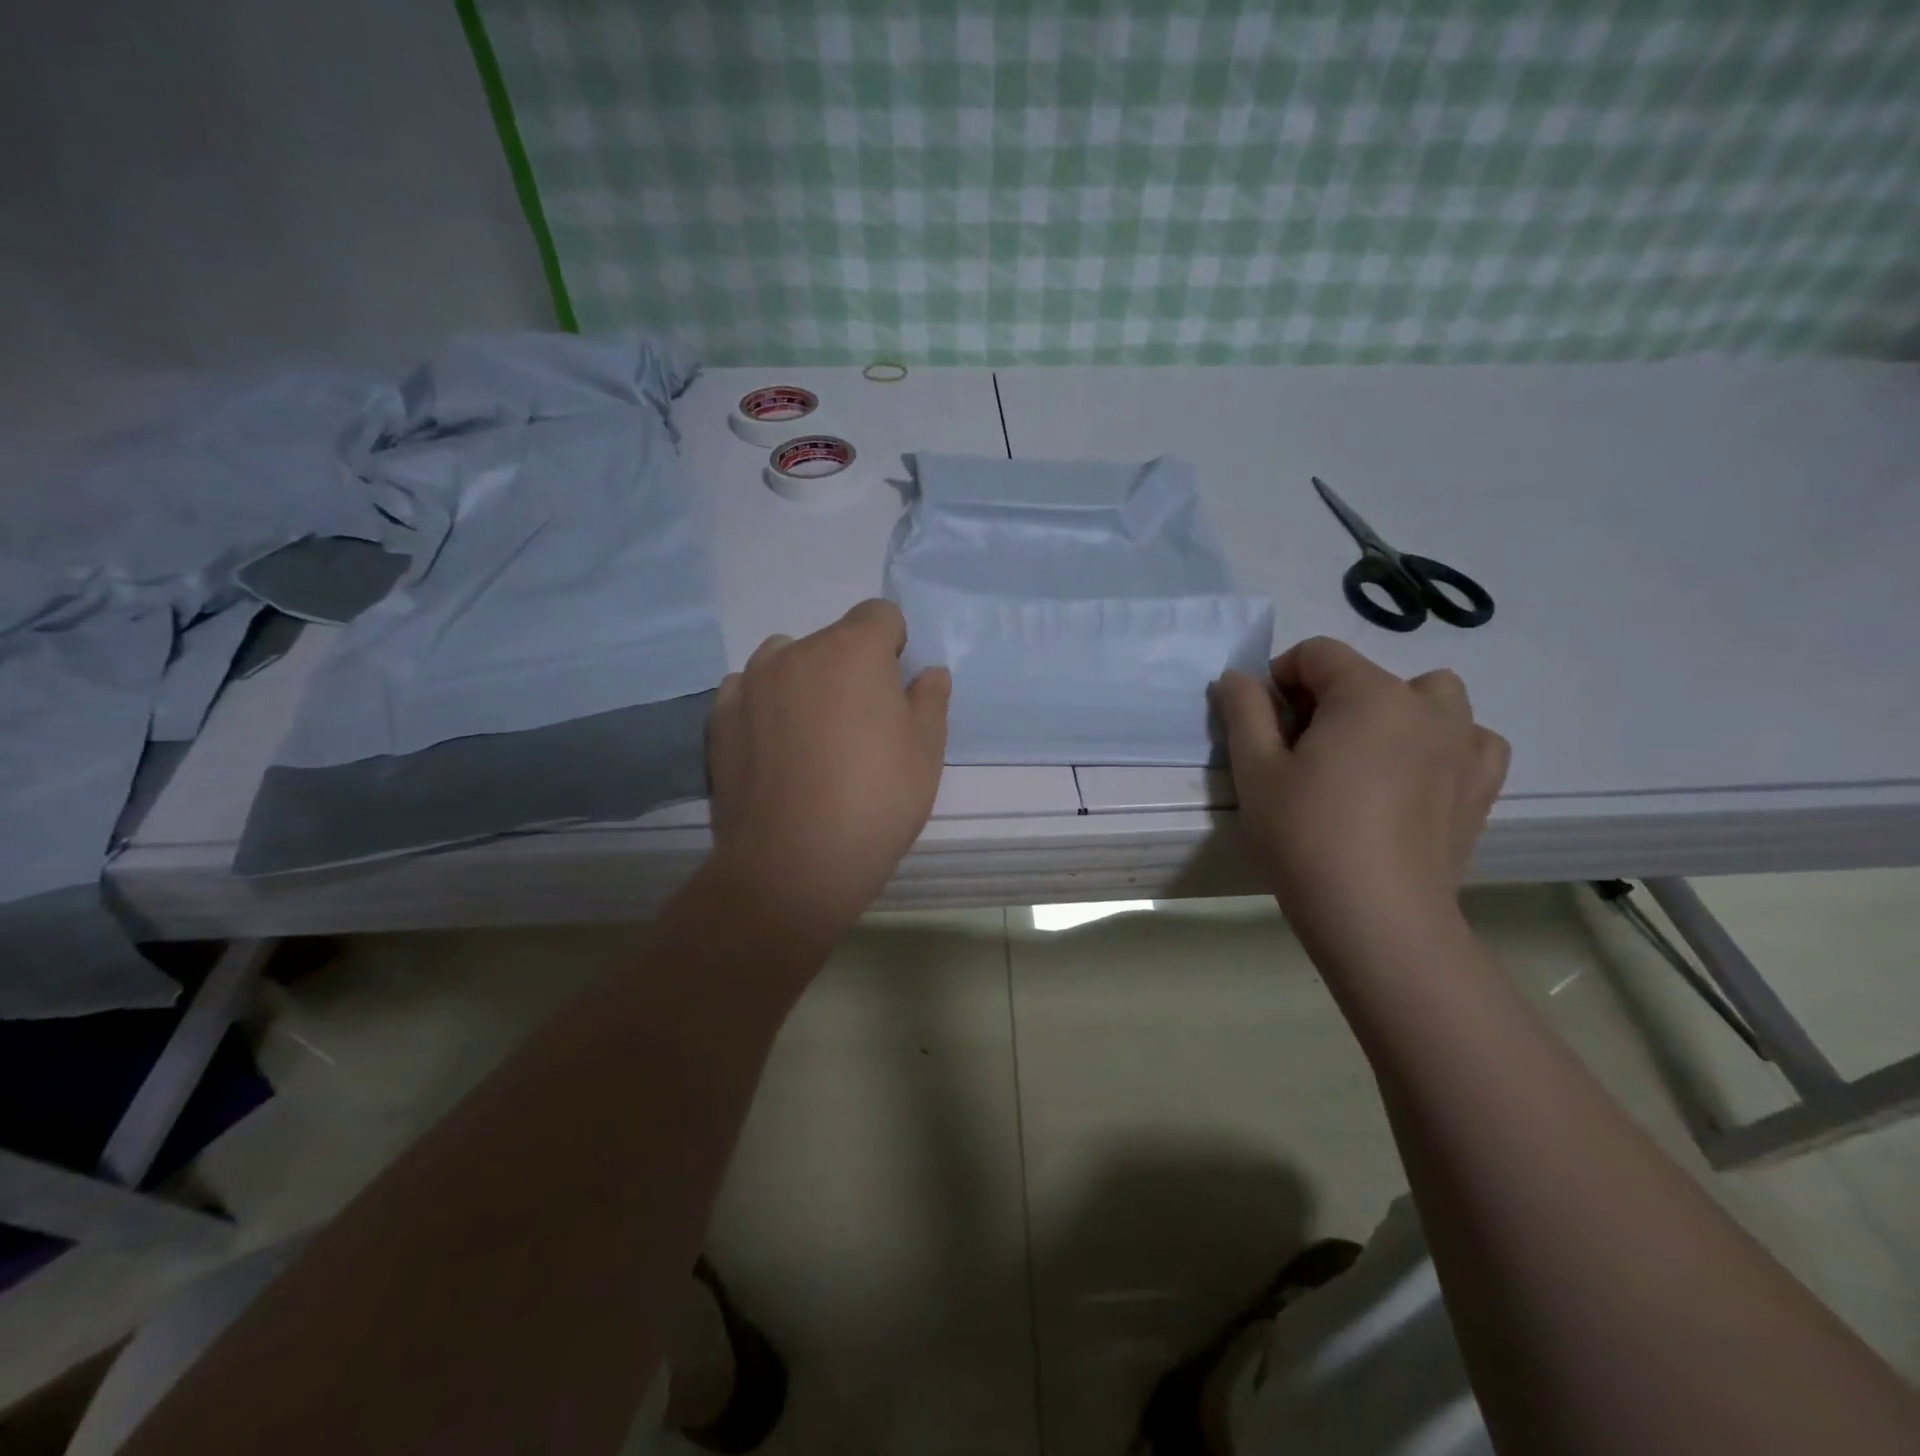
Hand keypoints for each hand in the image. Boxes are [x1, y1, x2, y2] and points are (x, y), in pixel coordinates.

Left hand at [705, 599, 949, 940]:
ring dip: (804, 681)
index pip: (879, 615)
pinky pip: (749, 691)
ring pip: (786, 661)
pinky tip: (775, 749)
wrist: (792, 865)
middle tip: (860, 726)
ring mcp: (749, 683)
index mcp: (851, 650)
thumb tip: (929, 673)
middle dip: (851, 668)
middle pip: (832, 640)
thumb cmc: (875, 802)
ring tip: (812, 736)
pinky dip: (766, 706)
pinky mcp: (718, 718)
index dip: (894, 646)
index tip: (895, 690)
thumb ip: (930, 701)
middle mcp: (795, 652)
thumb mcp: (926, 753)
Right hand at [1213, 638, 1509, 953]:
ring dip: (1392, 711)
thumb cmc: (1305, 836)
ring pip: (1429, 698)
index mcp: (1368, 694)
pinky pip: (1467, 739)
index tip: (1263, 723)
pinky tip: (1414, 776)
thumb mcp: (1255, 770)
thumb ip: (1244, 710)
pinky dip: (1440, 743)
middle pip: (1368, 674)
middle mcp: (1425, 706)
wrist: (1377, 917)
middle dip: (1329, 698)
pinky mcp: (1482, 785)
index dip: (1281, 677)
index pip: (1318, 653)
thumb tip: (1239, 678)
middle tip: (1302, 750)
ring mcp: (1464, 744)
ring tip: (1364, 757)